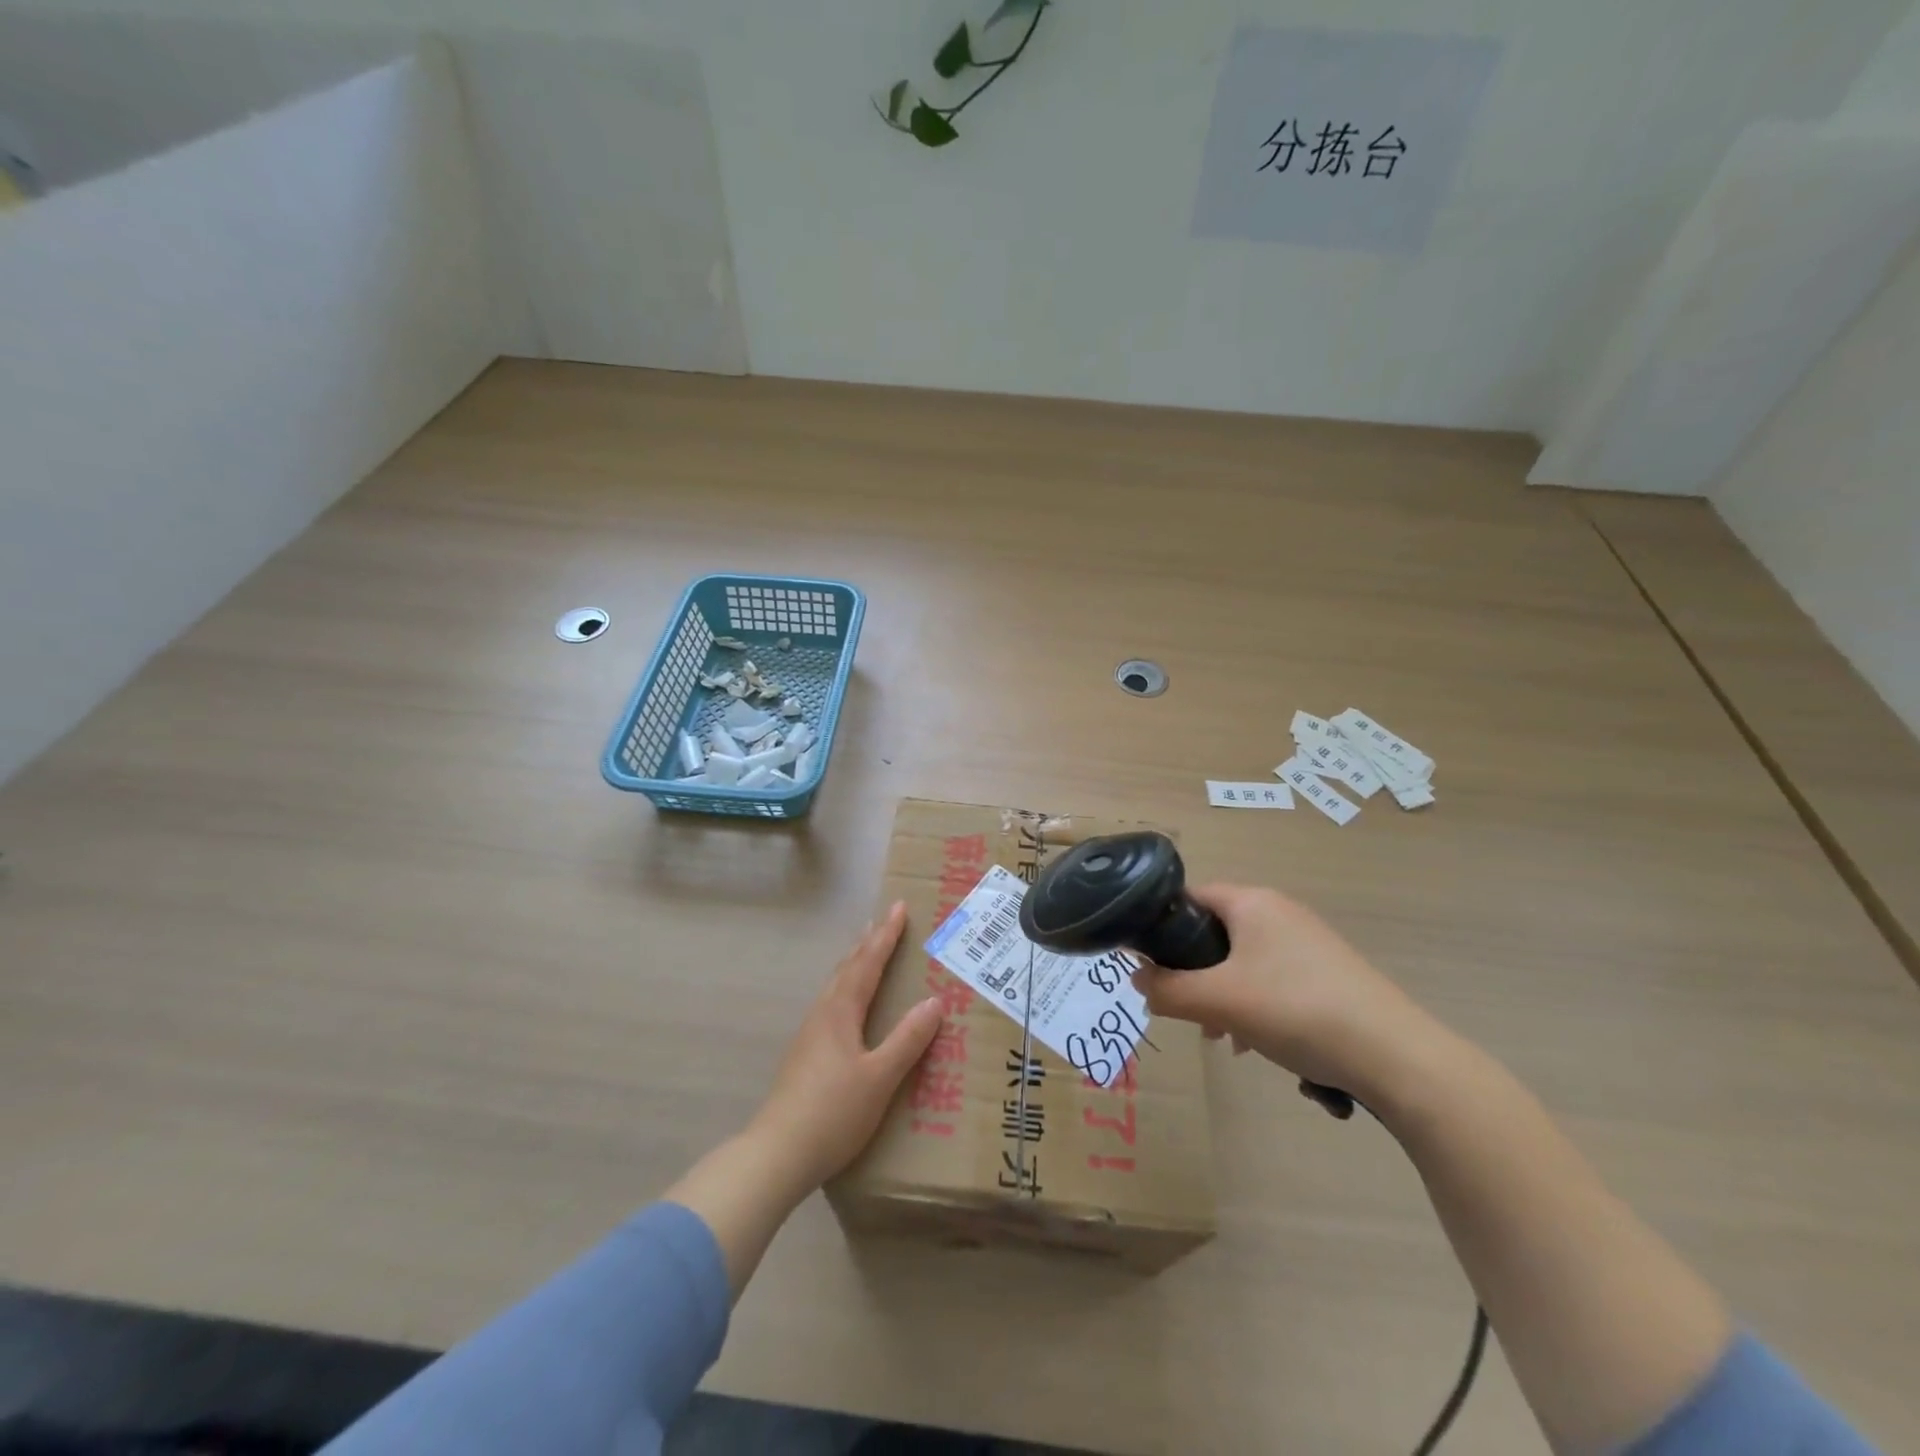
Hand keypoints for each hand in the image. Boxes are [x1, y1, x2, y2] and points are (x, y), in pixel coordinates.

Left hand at [747, 901, 943, 1191]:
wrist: (777, 1154)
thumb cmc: (833, 1112)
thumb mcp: (880, 1078)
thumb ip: (907, 1040)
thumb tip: (934, 1002)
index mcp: (840, 1012)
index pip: (867, 963)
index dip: (885, 936)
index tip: (899, 908)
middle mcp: (822, 1015)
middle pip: (847, 968)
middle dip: (868, 943)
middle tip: (884, 921)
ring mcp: (810, 1035)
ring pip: (836, 986)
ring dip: (855, 964)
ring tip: (867, 952)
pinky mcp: (805, 1055)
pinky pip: (832, 1004)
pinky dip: (847, 988)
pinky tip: (849, 1006)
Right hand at [1131, 883, 1435, 1098]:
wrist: (1395, 1056)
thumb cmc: (1295, 1010)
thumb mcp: (1219, 1001)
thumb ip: (1167, 989)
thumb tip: (1137, 980)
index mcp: (1252, 902)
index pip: (1189, 897)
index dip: (1161, 927)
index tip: (1147, 964)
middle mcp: (1279, 911)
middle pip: (1215, 932)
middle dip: (1193, 972)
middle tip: (1185, 1009)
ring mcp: (1308, 942)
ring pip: (1243, 961)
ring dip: (1223, 995)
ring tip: (1222, 1037)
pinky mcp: (1328, 973)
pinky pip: (1273, 979)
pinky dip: (1255, 1005)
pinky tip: (1258, 1044)